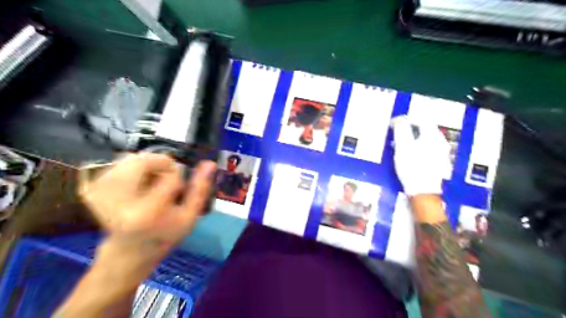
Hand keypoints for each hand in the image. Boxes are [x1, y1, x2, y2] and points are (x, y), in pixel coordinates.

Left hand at [76, 150, 213, 267]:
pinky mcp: (92, 190)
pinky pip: (117, 164)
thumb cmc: (164, 235)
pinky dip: (132, 168)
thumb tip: (210, 163)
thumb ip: (200, 190)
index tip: (178, 189)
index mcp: (148, 211)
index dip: (178, 177)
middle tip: (164, 178)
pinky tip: (136, 182)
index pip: (169, 175)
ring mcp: (101, 194)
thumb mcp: (189, 217)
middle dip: (160, 164)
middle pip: (142, 161)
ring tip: (150, 182)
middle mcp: (120, 201)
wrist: (129, 252)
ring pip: (129, 159)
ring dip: (146, 165)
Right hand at [395, 116, 451, 196]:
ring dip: (412, 137)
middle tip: (396, 132)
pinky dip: (417, 146)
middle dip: (410, 128)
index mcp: (433, 136)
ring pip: (426, 139)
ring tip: (400, 143)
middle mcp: (441, 142)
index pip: (421, 119)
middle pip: (425, 128)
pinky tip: (409, 153)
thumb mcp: (403, 146)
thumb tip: (399, 119)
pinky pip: (427, 148)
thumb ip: (401, 130)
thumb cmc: (412, 167)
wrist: (423, 191)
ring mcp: (441, 153)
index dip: (406, 119)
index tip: (394, 123)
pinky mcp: (438, 163)